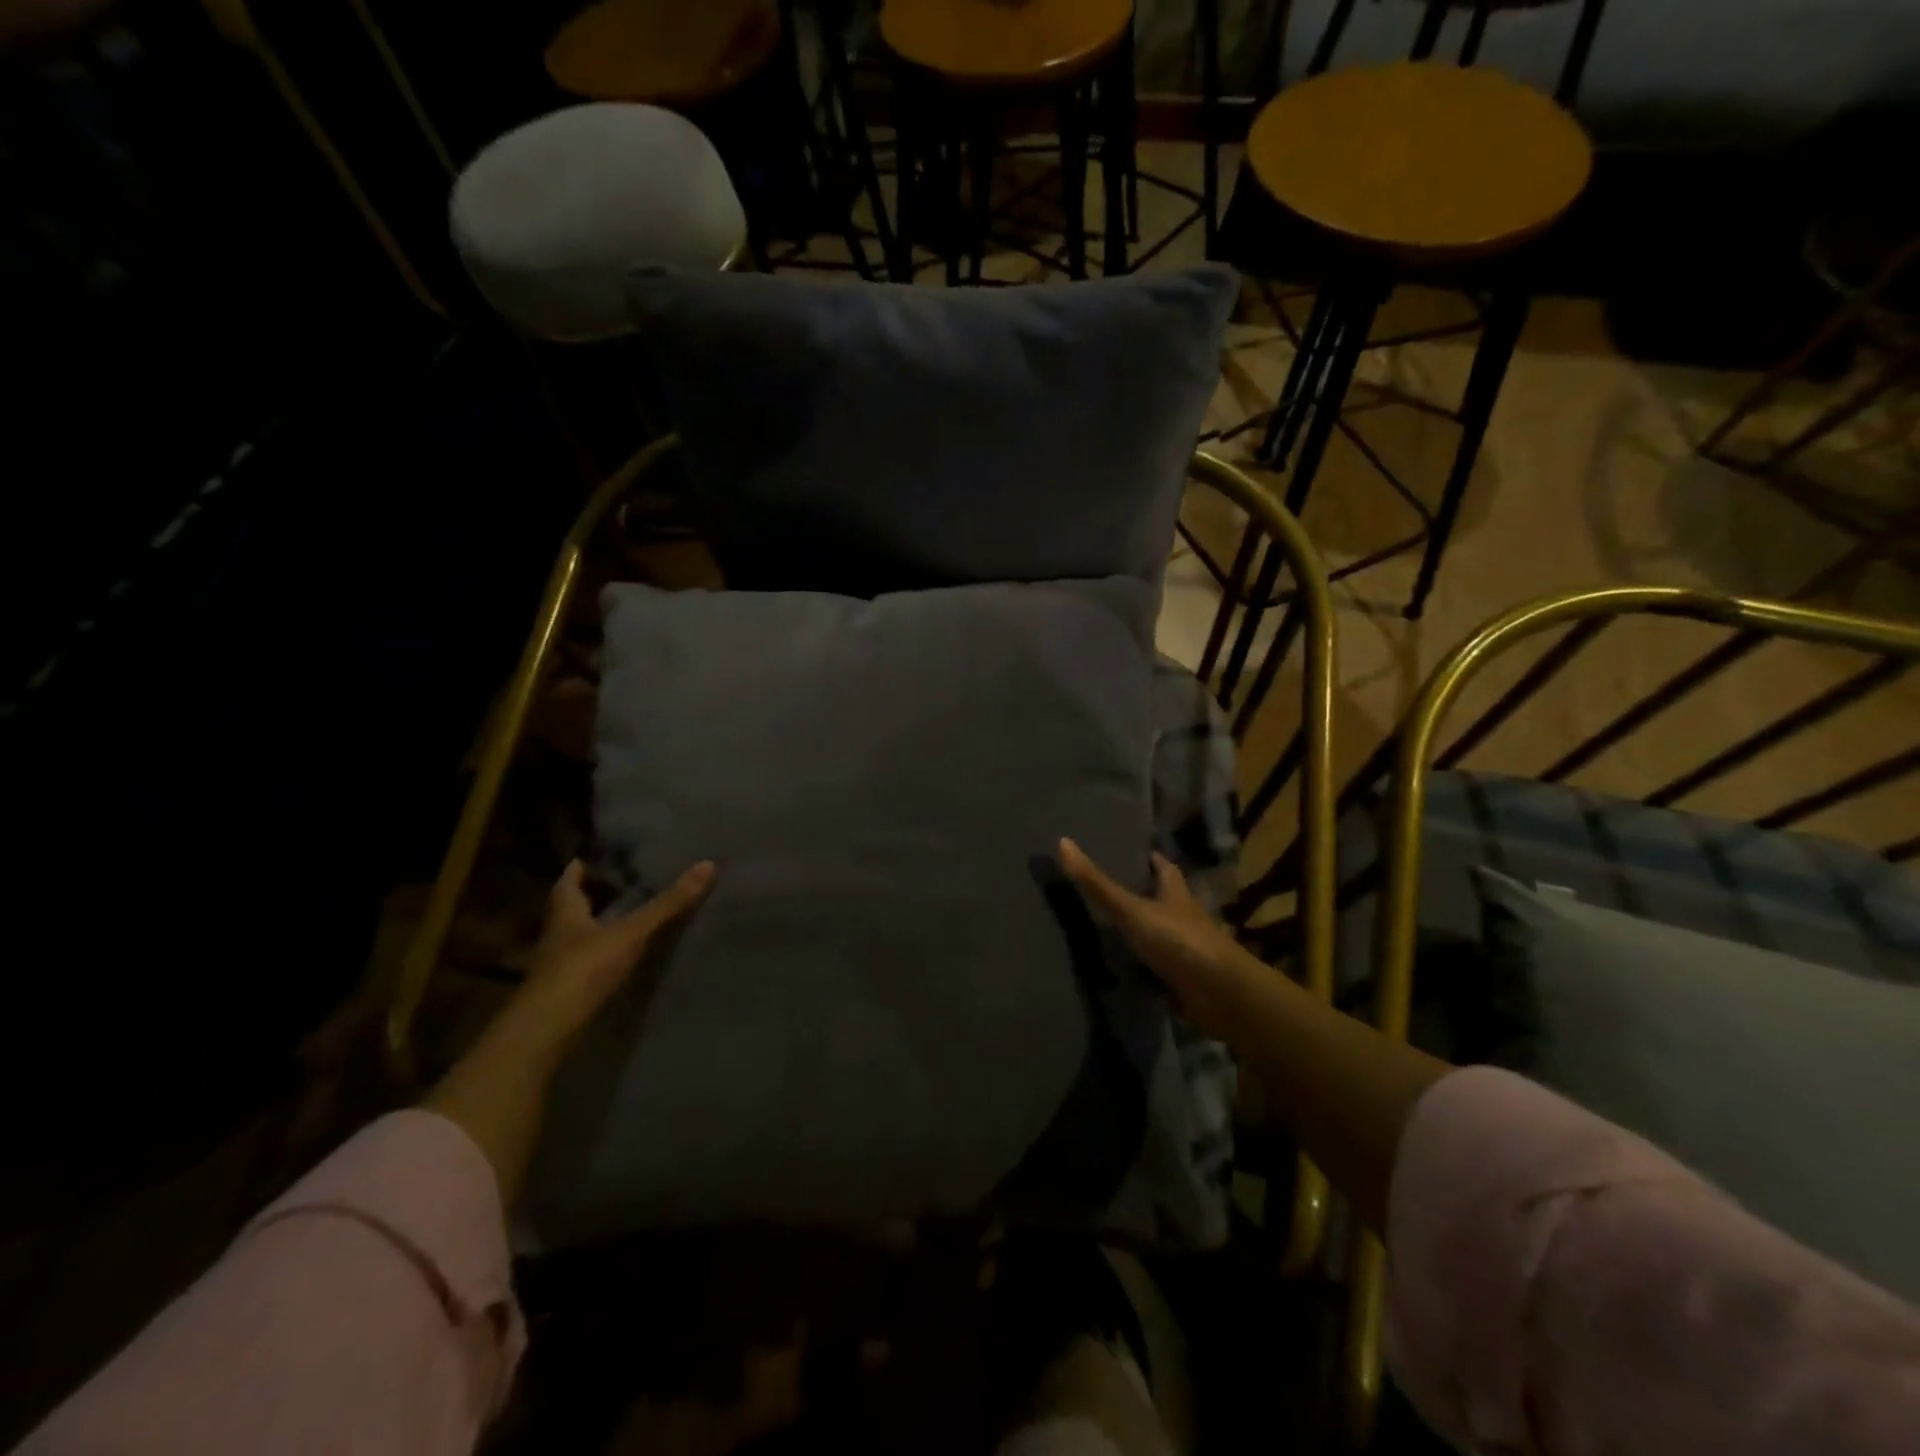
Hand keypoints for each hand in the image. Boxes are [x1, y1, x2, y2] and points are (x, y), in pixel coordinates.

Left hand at [512, 858, 717, 1048]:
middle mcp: (557, 938)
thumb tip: (708, 864)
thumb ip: (668, 904)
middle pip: (571, 911)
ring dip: (596, 930)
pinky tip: (621, 960)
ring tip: (626, 919)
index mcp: (566, 915)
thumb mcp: (631, 933)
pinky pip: (586, 967)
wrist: (546, 1033)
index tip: (586, 859)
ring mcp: (559, 969)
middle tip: (616, 885)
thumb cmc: (583, 970)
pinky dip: (602, 959)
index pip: (567, 884)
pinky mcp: (567, 996)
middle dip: (589, 899)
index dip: (577, 871)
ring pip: (577, 940)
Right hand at [1057, 838, 1262, 1038]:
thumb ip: (1097, 883)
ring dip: (1138, 930)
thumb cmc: (1178, 940)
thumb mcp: (1131, 909)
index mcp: (1175, 892)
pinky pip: (1156, 967)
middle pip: (1161, 898)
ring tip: (1104, 926)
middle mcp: (1183, 916)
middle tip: (1105, 887)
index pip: (1163, 867)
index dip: (1148, 858)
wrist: (1219, 995)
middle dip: (1139, 893)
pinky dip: (1141, 966)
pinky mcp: (1182, 978)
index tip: (1127, 850)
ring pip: (1158, 932)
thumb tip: (1062, 842)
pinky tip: (1119, 966)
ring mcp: (1184, 948)